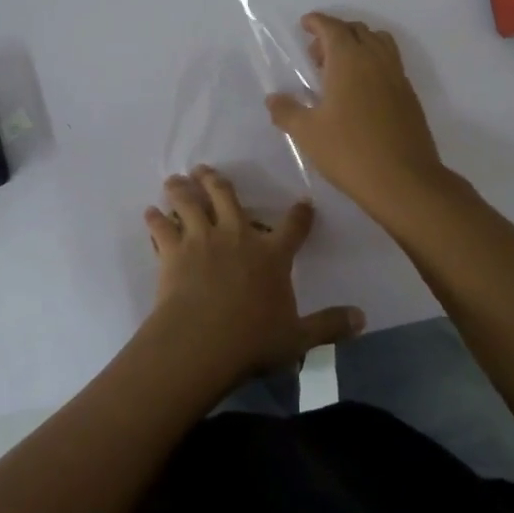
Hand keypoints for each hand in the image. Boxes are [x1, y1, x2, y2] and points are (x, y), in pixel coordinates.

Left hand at [143, 167, 363, 390]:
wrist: (201, 343)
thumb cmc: (252, 340)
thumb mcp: (299, 338)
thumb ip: (329, 325)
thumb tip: (363, 319)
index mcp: (272, 254)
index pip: (293, 226)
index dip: (300, 213)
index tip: (303, 203)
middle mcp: (237, 235)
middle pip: (227, 197)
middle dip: (217, 181)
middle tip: (206, 170)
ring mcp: (202, 239)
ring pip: (190, 202)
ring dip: (183, 188)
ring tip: (176, 179)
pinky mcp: (172, 251)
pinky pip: (161, 227)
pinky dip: (155, 218)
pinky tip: (150, 212)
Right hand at [266, 13, 447, 216]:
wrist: (404, 181)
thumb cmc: (349, 152)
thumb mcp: (307, 133)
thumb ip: (287, 112)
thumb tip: (273, 99)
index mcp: (349, 60)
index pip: (333, 27)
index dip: (317, 22)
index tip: (305, 24)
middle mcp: (376, 60)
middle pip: (358, 30)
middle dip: (336, 33)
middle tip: (316, 55)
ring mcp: (397, 77)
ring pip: (379, 43)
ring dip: (358, 45)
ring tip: (340, 70)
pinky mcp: (409, 96)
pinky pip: (390, 64)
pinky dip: (373, 63)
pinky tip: (360, 92)